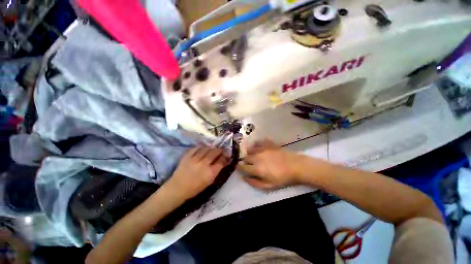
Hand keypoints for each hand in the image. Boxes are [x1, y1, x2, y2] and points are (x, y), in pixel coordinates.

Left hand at [165, 146, 229, 200]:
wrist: (178, 188)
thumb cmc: (195, 188)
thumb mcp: (209, 181)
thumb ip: (217, 170)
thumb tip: (224, 161)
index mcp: (210, 173)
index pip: (221, 161)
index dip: (225, 156)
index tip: (227, 155)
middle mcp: (204, 164)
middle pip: (215, 152)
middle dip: (220, 150)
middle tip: (221, 150)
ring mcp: (195, 159)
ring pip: (206, 148)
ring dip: (211, 147)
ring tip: (212, 149)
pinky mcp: (187, 156)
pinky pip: (196, 148)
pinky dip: (201, 147)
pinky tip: (203, 148)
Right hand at [237, 139, 305, 189]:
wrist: (296, 166)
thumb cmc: (283, 178)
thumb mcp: (269, 186)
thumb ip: (254, 183)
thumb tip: (244, 178)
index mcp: (256, 168)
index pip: (242, 167)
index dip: (239, 168)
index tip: (240, 168)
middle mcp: (257, 157)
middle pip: (245, 157)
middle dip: (244, 161)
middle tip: (248, 164)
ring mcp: (262, 149)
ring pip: (250, 149)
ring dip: (249, 153)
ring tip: (253, 156)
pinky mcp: (268, 144)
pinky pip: (258, 142)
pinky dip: (256, 144)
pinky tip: (258, 147)